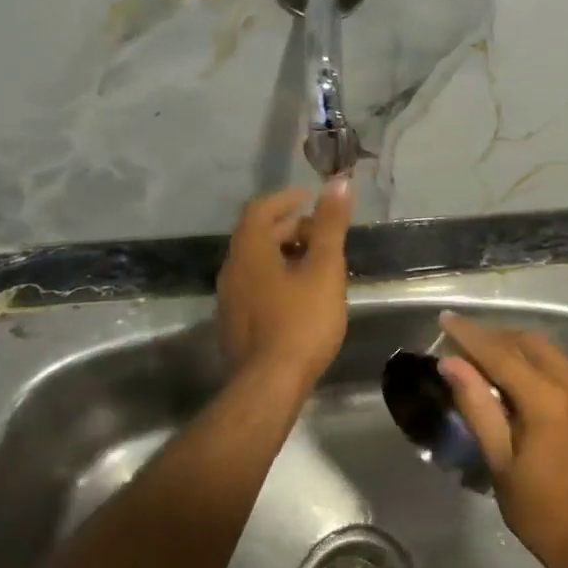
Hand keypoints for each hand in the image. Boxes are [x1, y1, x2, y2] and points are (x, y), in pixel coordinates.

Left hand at [217, 178, 352, 387]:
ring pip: (257, 263)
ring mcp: (230, 300)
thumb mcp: (324, 269)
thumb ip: (330, 225)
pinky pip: (257, 286)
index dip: (285, 198)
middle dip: (291, 227)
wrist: (270, 385)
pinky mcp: (236, 324)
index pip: (259, 209)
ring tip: (319, 262)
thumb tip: (338, 182)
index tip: (311, 197)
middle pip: (258, 235)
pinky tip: (303, 295)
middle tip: (323, 233)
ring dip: (285, 253)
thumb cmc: (301, 322)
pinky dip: (279, 277)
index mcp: (249, 252)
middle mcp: (232, 271)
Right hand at [437, 311, 567, 567]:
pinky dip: (556, 382)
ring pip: (560, 361)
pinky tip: (544, 401)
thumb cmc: (541, 512)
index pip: (501, 354)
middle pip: (534, 344)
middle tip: (472, 344)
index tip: (447, 318)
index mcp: (548, 400)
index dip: (471, 335)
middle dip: (500, 339)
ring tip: (503, 371)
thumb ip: (477, 406)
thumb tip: (452, 364)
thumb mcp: (500, 463)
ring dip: (529, 359)